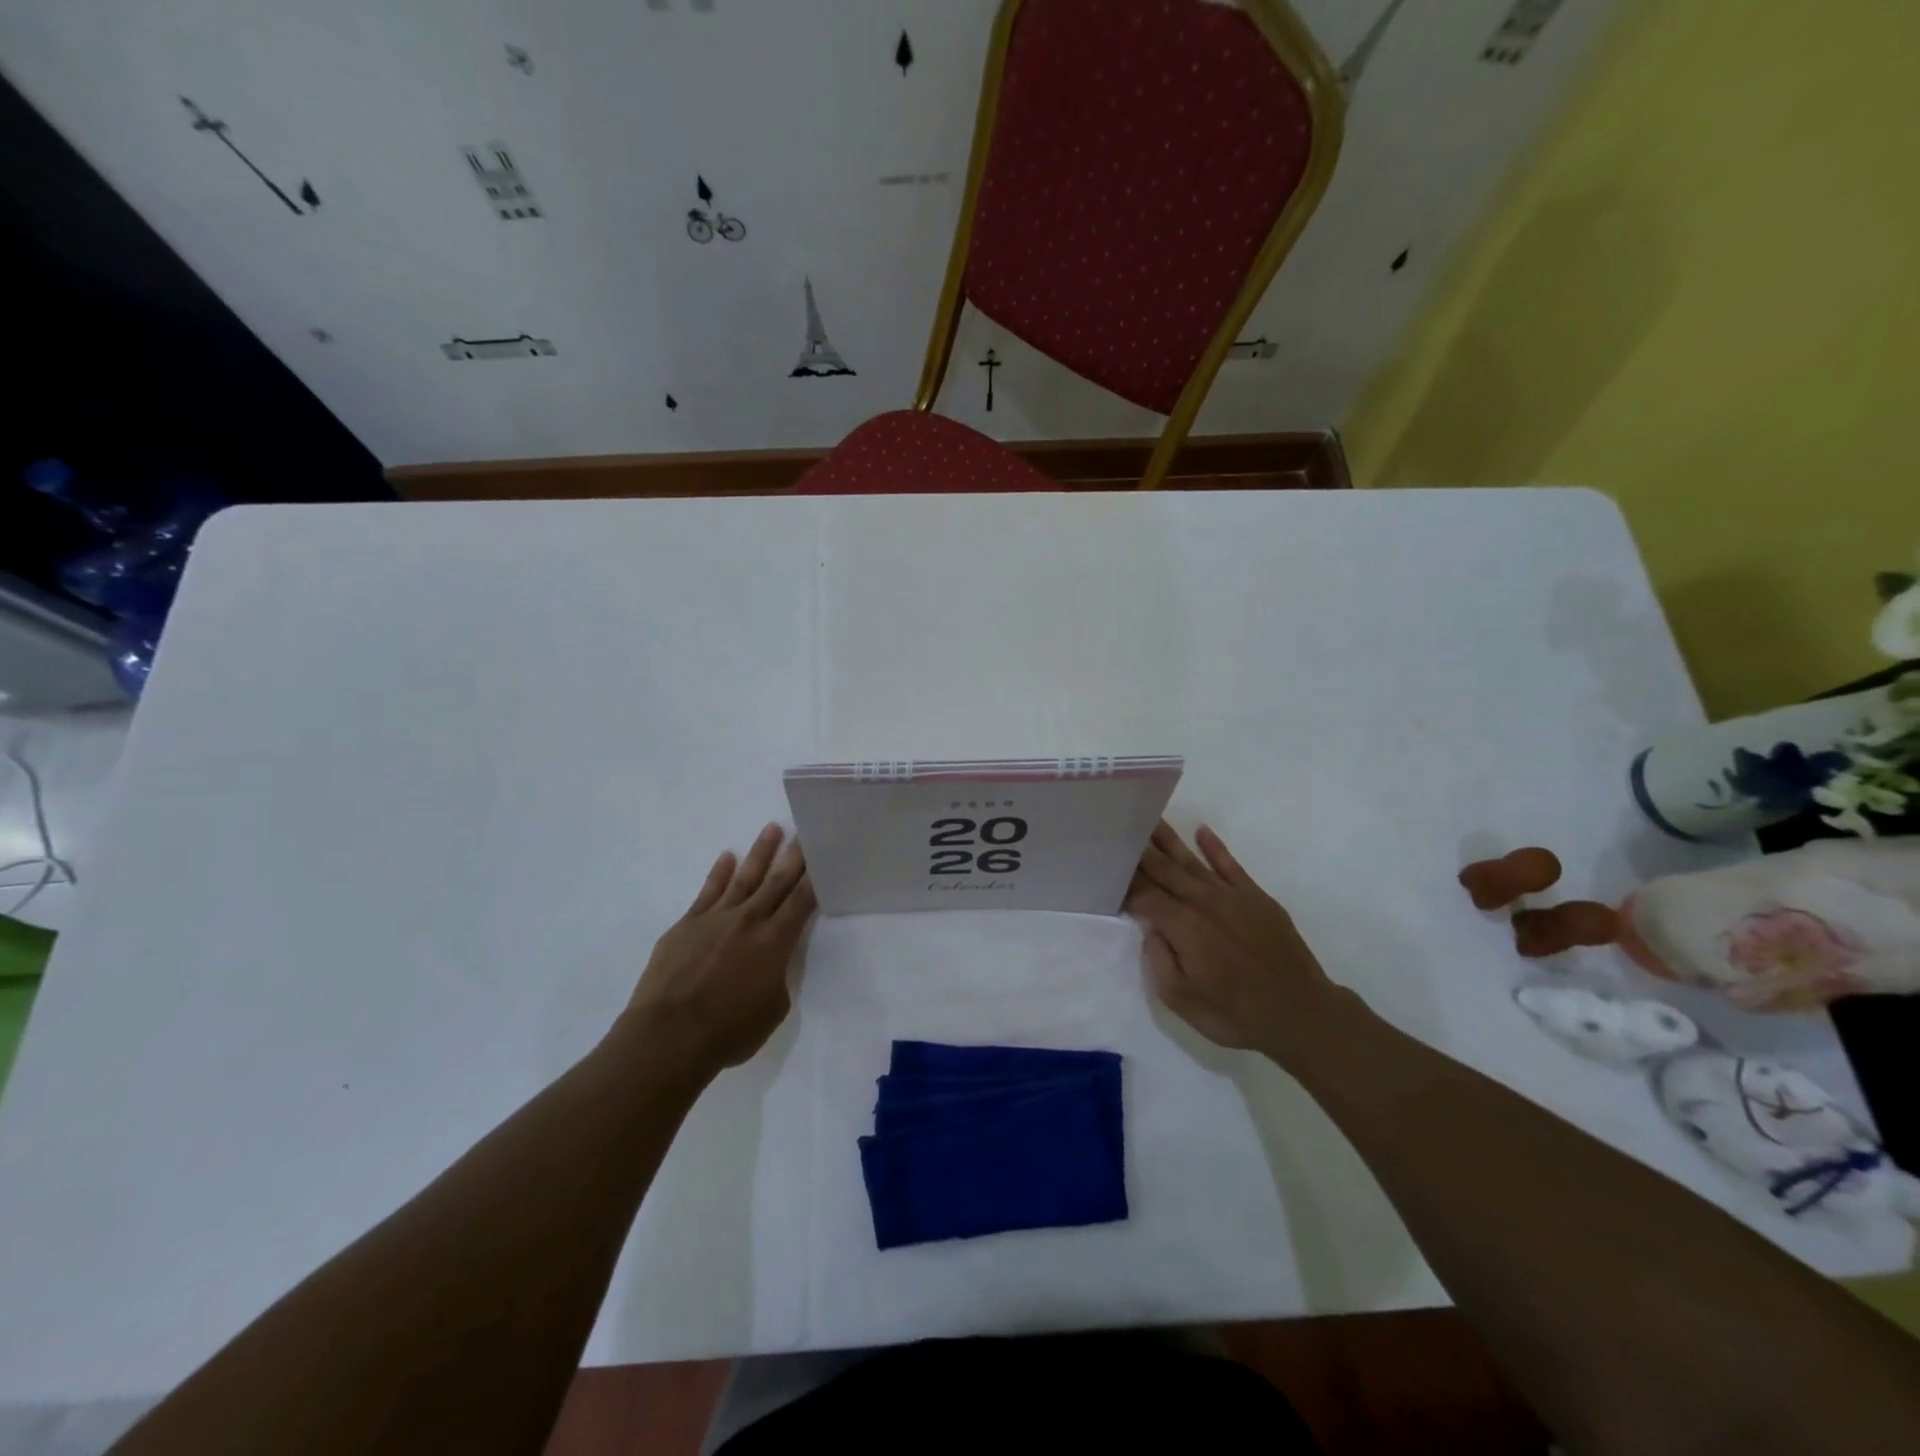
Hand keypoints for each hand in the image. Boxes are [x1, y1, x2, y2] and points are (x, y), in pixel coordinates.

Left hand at [622, 824, 816, 1078]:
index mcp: (775, 942)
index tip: (824, 855)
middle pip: (776, 881)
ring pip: (744, 877)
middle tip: (805, 832)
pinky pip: (707, 892)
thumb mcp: (773, 1009)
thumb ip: (777, 977)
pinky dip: (719, 873)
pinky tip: (727, 857)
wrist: (668, 1036)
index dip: (815, 878)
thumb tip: (772, 962)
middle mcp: (749, 921)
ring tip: (772, 829)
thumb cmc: (728, 1031)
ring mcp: (715, 918)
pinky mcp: (686, 925)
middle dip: (793, 856)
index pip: (802, 901)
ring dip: (760, 853)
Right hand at [1126, 822, 1337, 1060]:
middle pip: (1165, 870)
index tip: (1106, 866)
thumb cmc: (1236, 1014)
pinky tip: (1201, 831)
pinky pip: (1230, 865)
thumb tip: (1152, 930)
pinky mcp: (1256, 898)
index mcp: (1183, 926)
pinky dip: (1215, 847)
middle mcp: (1203, 902)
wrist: (1302, 1014)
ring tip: (1149, 817)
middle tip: (1120, 827)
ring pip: (1192, 861)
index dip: (1124, 882)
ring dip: (1169, 839)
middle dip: (1140, 850)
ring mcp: (1232, 896)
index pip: (1144, 895)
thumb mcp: (1182, 1001)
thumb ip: (1159, 961)